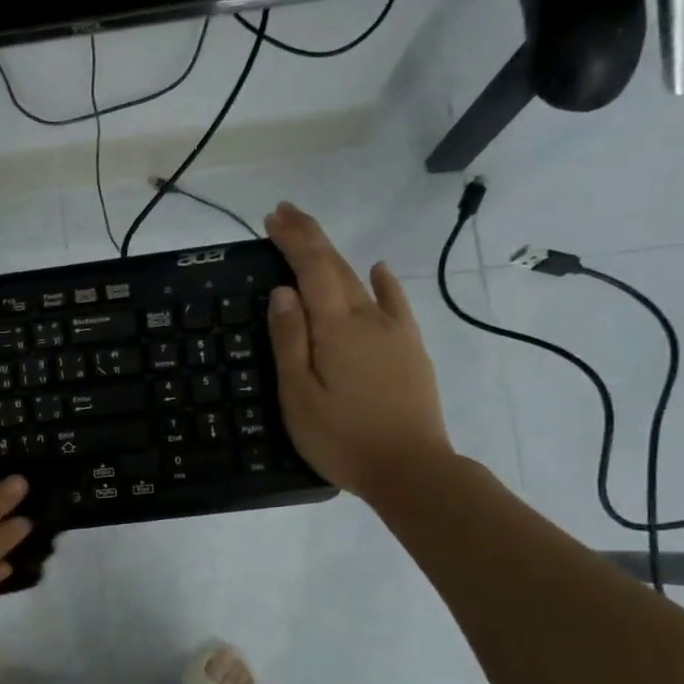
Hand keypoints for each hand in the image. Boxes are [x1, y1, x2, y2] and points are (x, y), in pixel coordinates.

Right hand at [264, 201, 453, 495]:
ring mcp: (395, 332)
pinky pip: (396, 303)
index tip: (271, 218)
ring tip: (312, 240)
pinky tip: (379, 269)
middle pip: (337, 266)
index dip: (293, 239)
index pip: (312, 268)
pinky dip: (384, 282)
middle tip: (283, 214)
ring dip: (335, 256)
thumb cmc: (342, 438)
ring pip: (361, 281)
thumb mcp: (299, 395)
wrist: (411, 469)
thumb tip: (284, 292)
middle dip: (309, 237)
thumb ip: (290, 340)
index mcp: (336, 328)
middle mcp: (368, 318)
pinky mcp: (410, 349)